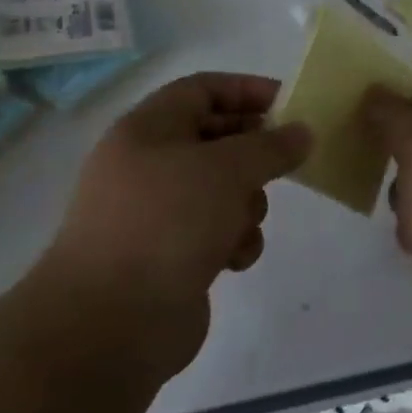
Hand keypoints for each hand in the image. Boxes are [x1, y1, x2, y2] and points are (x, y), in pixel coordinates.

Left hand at [36, 73, 311, 374]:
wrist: (110, 323)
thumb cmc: (167, 223)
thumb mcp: (227, 170)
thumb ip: (270, 146)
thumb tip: (301, 133)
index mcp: (147, 129)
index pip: (202, 89)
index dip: (247, 90)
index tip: (291, 105)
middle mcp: (147, 165)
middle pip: (214, 140)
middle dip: (253, 153)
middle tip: (288, 162)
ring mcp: (155, 213)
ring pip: (219, 189)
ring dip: (246, 203)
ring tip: (246, 222)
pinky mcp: (166, 255)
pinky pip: (212, 231)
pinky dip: (231, 240)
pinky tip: (234, 259)